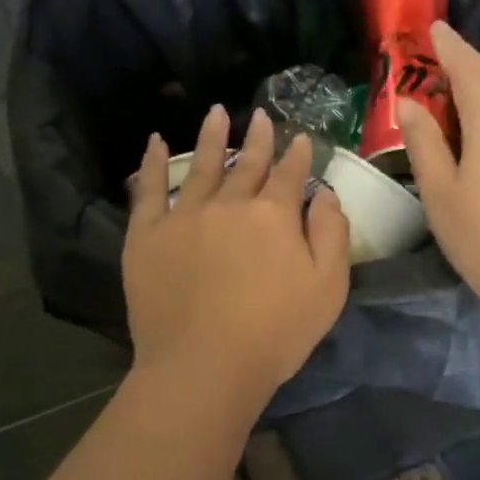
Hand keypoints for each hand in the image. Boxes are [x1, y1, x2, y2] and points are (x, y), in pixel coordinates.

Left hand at [124, 106, 350, 402]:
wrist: (205, 365)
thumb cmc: (275, 333)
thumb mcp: (328, 288)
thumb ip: (332, 233)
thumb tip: (324, 193)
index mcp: (273, 215)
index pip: (288, 174)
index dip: (296, 154)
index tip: (299, 137)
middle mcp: (228, 204)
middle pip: (245, 164)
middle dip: (257, 139)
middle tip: (260, 117)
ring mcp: (183, 215)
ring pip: (199, 165)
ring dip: (210, 137)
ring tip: (215, 113)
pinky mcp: (146, 235)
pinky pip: (148, 189)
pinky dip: (151, 163)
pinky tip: (154, 142)